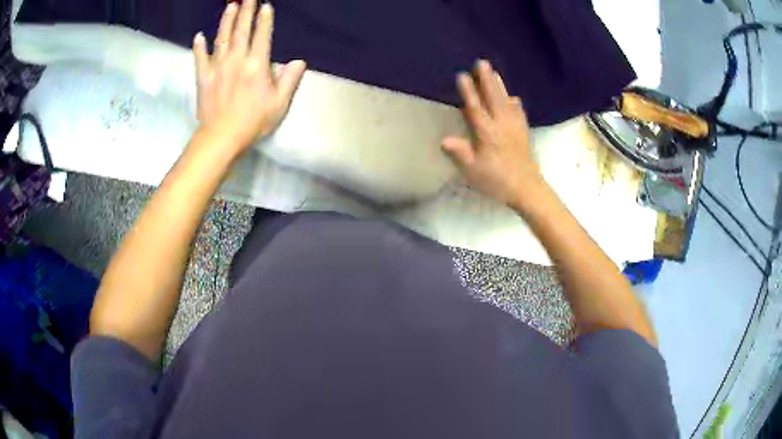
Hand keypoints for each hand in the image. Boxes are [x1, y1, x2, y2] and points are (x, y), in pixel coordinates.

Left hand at [192, 0, 305, 153]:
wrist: (221, 137)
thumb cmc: (253, 122)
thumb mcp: (279, 104)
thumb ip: (289, 80)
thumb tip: (299, 61)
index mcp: (256, 65)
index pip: (262, 35)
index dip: (264, 19)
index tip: (265, 6)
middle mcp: (237, 60)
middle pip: (241, 30)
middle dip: (246, 11)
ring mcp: (218, 67)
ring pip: (222, 38)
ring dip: (226, 20)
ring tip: (230, 6)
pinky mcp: (203, 77)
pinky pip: (200, 58)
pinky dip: (199, 47)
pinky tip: (199, 36)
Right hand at [442, 60, 543, 207]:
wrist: (527, 189)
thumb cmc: (497, 181)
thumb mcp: (474, 171)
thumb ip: (460, 153)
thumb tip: (445, 139)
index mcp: (487, 133)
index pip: (475, 108)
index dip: (468, 92)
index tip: (462, 75)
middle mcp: (501, 125)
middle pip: (493, 98)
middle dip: (486, 80)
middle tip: (482, 63)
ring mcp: (514, 128)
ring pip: (506, 102)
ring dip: (500, 87)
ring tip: (495, 73)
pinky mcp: (523, 134)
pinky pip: (519, 114)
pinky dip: (516, 105)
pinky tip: (514, 99)